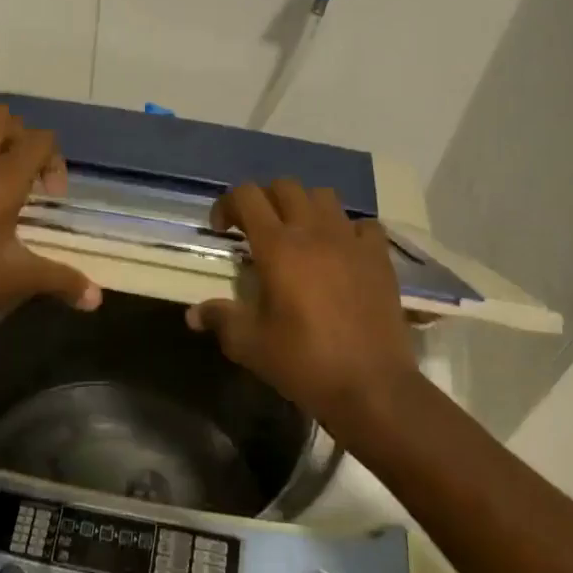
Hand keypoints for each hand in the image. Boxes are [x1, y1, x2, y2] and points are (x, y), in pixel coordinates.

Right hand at [186, 180, 420, 436]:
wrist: (371, 386)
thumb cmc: (304, 362)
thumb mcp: (250, 345)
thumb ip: (220, 319)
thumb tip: (193, 314)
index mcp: (278, 247)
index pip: (247, 196)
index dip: (228, 204)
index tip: (222, 231)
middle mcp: (314, 232)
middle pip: (285, 187)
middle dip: (264, 200)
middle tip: (256, 230)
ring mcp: (351, 242)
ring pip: (324, 197)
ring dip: (304, 207)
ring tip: (297, 236)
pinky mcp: (379, 258)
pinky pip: (363, 225)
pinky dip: (347, 230)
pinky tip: (341, 253)